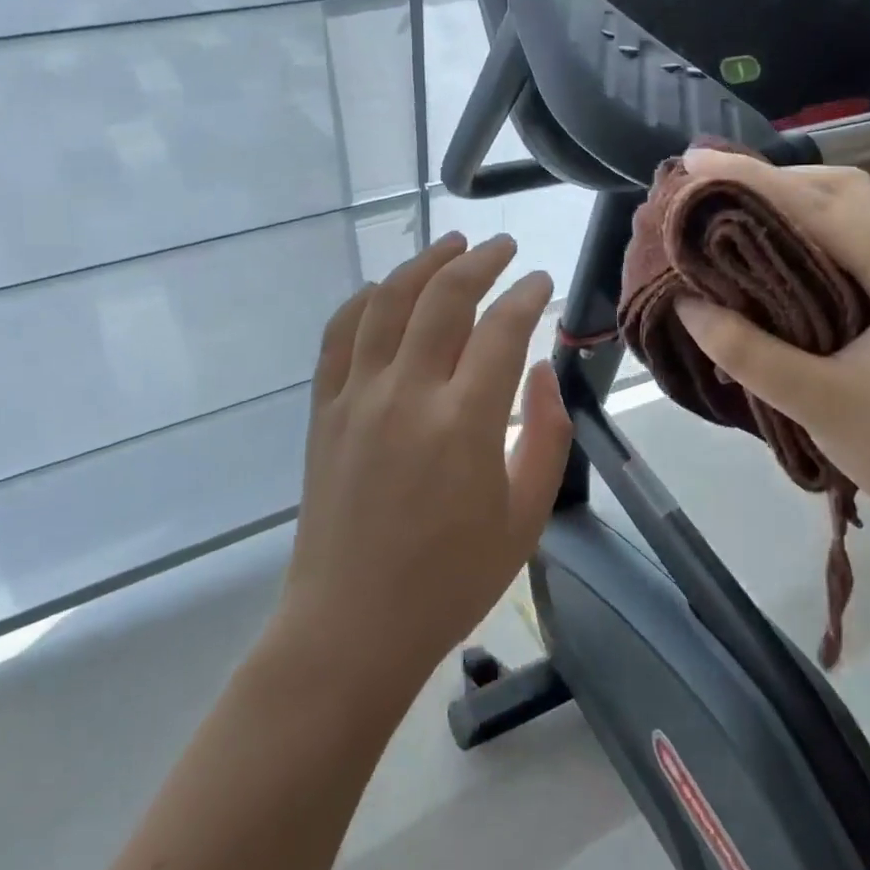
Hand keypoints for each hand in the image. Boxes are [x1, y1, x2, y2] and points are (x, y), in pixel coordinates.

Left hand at [281, 233, 572, 691]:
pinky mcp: (324, 409)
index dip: (526, 295)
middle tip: (503, 247)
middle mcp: (408, 394)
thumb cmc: (450, 581)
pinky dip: (365, 299)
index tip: (541, 280)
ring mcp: (357, 397)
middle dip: (479, 261)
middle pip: (443, 298)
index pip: (501, 329)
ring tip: (450, 243)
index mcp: (465, 424)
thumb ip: (545, 435)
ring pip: (388, 302)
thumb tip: (538, 370)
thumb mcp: (524, 518)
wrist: (352, 626)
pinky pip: (340, 334)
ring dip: (422, 264)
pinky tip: (385, 288)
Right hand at [673, 148, 869, 554]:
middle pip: (846, 191)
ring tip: (734, 207)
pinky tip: (777, 247)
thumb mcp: (820, 404)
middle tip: (711, 184)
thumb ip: (749, 352)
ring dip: (795, 200)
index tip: (696, 161)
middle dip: (775, 178)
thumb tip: (688, 305)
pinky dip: (811, 230)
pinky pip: (859, 242)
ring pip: (855, 212)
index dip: (754, 179)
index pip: (822, 207)